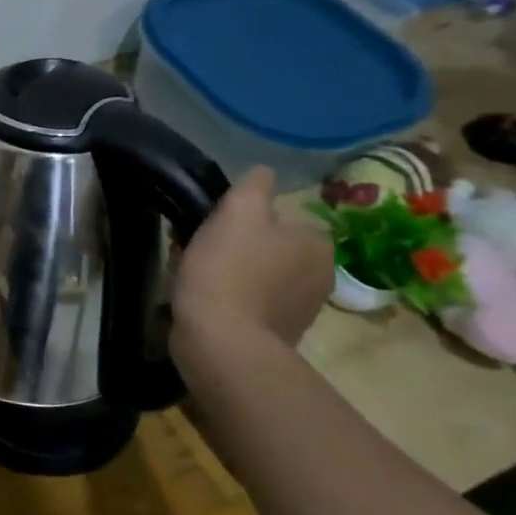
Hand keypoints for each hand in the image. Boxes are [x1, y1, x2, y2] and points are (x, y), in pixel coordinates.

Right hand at [173, 166, 331, 349]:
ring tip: (194, 280)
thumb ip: (253, 185)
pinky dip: (230, 302)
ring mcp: (301, 309)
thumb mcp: (238, 211)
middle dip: (235, 248)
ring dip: (230, 275)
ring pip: (257, 276)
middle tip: (196, 253)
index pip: (276, 218)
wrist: (221, 341)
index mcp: (316, 242)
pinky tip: (205, 305)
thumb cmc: (228, 270)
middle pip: (267, 248)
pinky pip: (250, 306)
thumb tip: (263, 172)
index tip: (209, 229)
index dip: (238, 220)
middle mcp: (321, 275)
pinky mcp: (278, 336)